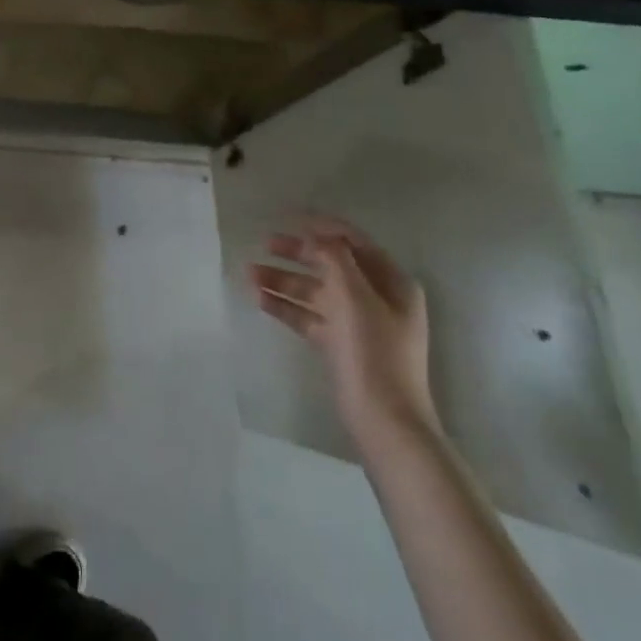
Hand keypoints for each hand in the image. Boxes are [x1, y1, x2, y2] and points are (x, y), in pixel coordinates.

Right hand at [249, 215, 439, 454]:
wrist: (385, 421)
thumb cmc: (374, 352)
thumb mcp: (354, 297)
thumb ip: (334, 259)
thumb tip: (317, 235)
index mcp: (391, 282)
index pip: (353, 242)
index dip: (322, 227)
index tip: (289, 218)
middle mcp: (377, 298)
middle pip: (331, 265)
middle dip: (297, 253)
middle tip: (264, 243)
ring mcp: (359, 323)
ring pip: (316, 291)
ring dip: (284, 280)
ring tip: (249, 273)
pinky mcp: (341, 346)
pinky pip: (309, 317)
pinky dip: (287, 307)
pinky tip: (259, 300)